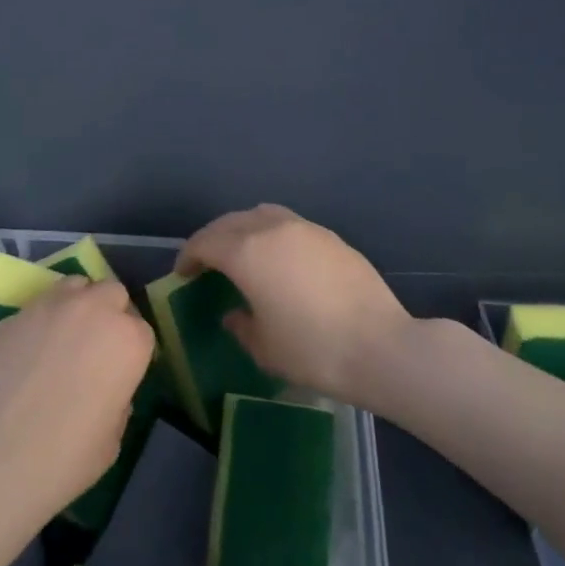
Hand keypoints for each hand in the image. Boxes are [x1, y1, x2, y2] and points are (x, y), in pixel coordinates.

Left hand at [0, 277, 154, 524]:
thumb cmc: (66, 456)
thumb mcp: (112, 437)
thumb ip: (117, 399)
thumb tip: (105, 388)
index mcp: (128, 340)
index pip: (142, 331)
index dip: (131, 352)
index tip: (120, 373)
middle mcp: (93, 310)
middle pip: (112, 293)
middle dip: (109, 314)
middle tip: (95, 348)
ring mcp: (49, 306)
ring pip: (74, 286)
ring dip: (76, 305)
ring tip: (62, 338)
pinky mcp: (13, 314)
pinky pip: (37, 308)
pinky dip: (40, 322)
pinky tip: (27, 353)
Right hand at [177, 205, 411, 403]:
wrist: (382, 347)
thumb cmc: (313, 350)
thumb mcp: (264, 347)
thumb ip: (241, 325)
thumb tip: (235, 313)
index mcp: (247, 252)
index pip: (205, 242)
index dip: (188, 256)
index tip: (182, 274)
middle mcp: (272, 229)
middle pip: (230, 222)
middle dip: (212, 239)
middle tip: (205, 262)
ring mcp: (305, 229)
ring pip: (261, 215)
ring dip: (242, 230)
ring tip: (241, 254)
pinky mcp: (331, 238)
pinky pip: (288, 225)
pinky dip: (271, 235)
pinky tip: (279, 261)